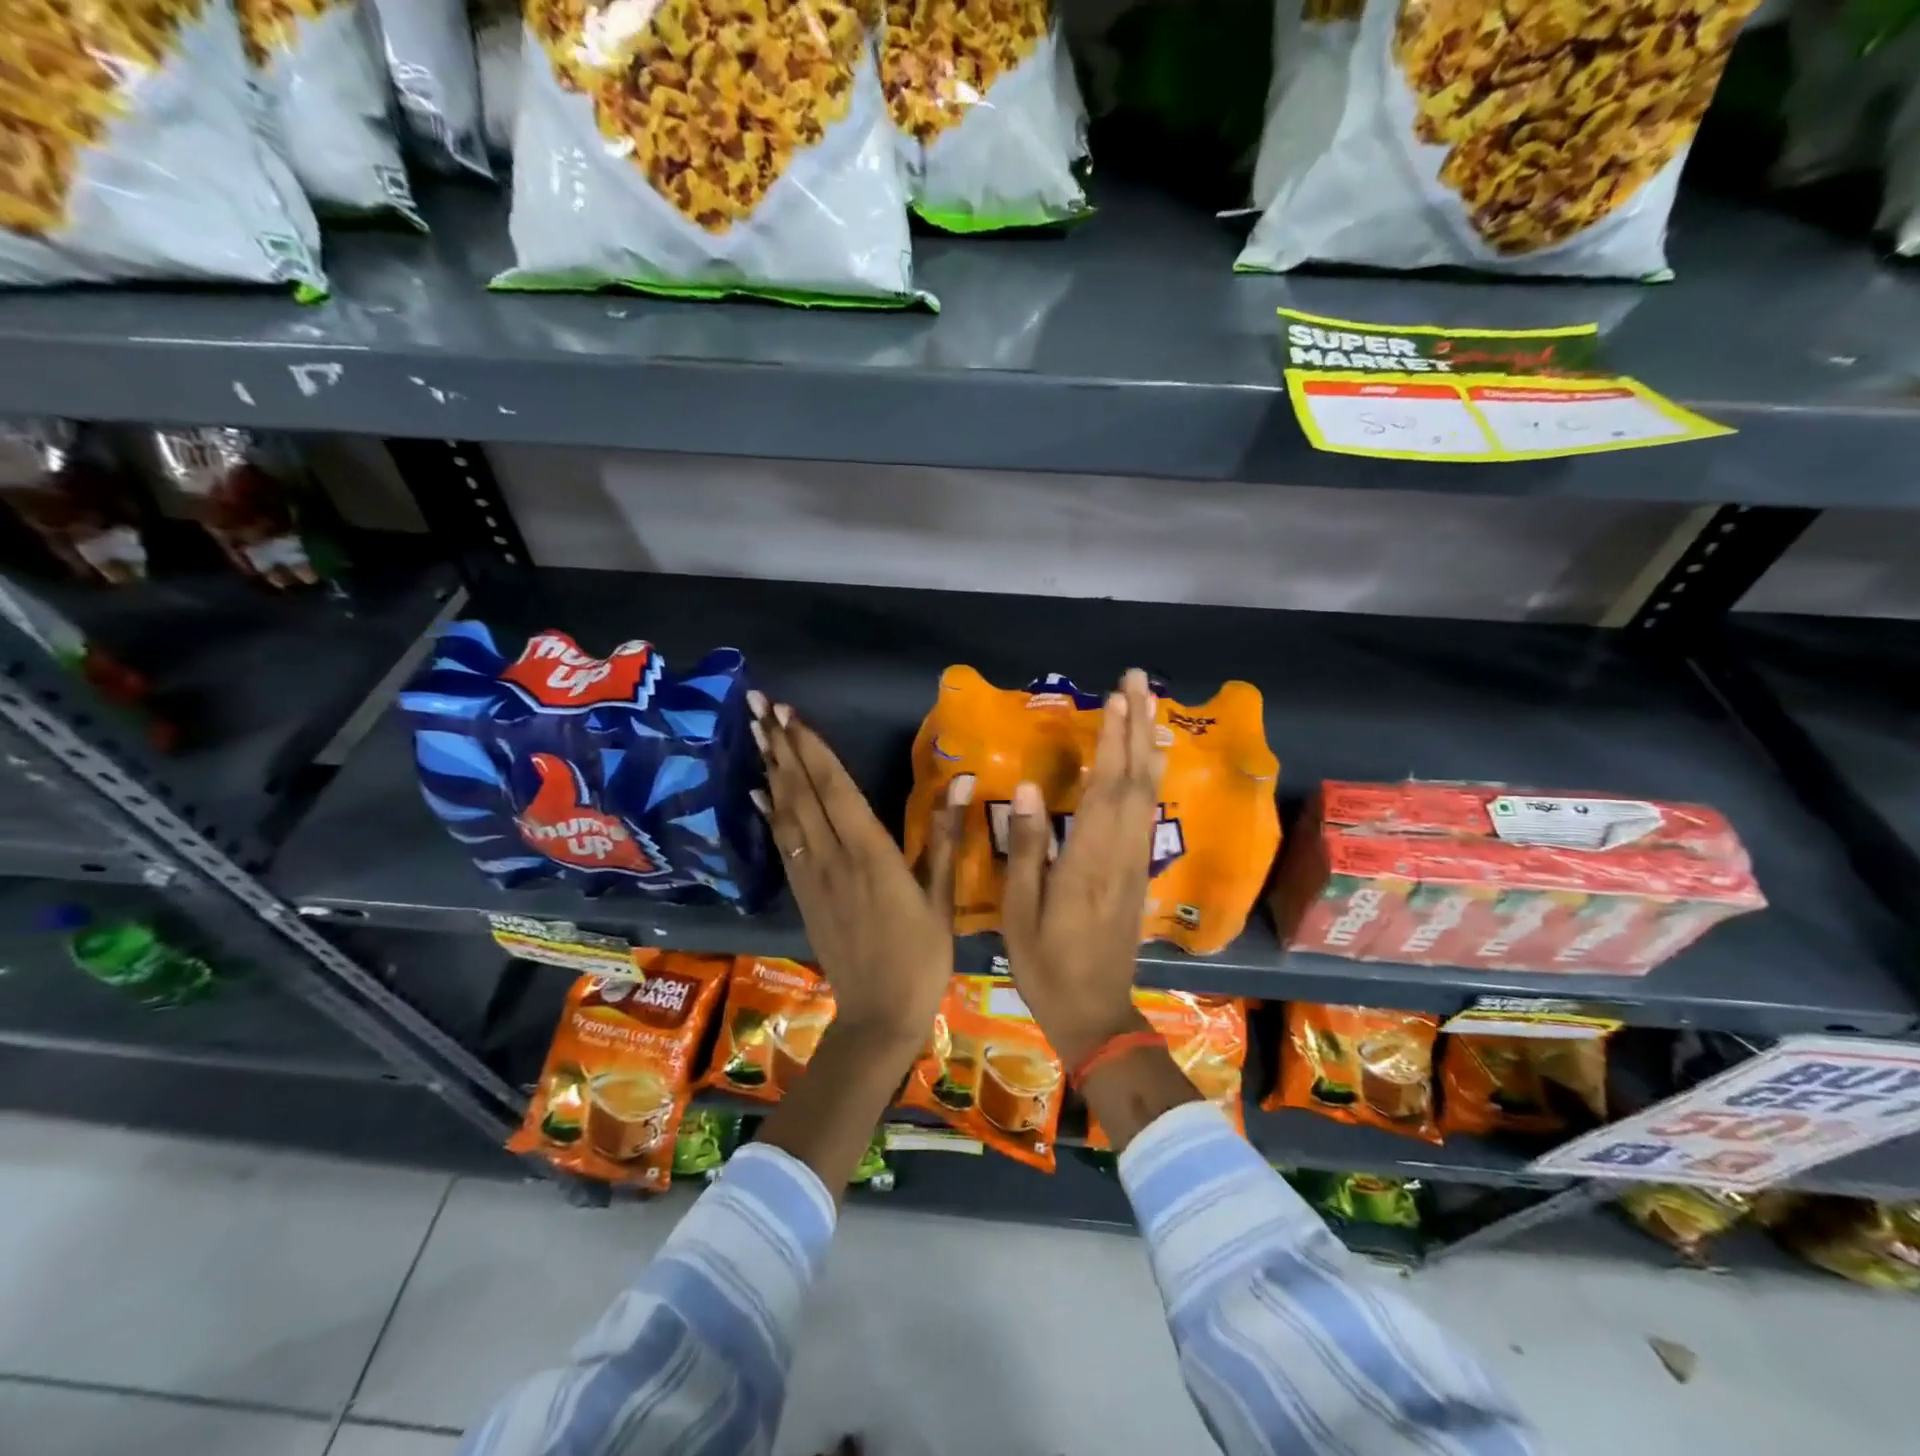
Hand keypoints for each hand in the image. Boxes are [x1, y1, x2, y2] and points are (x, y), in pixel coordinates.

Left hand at [748, 692, 965, 1050]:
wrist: (879, 1016)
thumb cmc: (921, 956)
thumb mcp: (942, 896)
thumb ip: (945, 835)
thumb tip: (963, 780)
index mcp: (871, 853)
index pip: (835, 788)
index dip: (812, 749)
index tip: (791, 714)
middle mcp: (833, 857)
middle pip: (802, 792)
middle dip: (781, 746)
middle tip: (760, 706)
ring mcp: (813, 877)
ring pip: (787, 814)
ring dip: (771, 770)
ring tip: (756, 733)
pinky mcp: (803, 895)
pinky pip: (782, 845)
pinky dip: (769, 814)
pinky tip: (758, 793)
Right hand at [1001, 668, 1163, 1067]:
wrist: (1095, 1013)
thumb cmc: (1046, 964)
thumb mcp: (1021, 910)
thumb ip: (1029, 847)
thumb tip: (1031, 789)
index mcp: (1090, 859)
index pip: (1108, 786)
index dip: (1113, 739)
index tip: (1115, 697)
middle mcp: (1121, 851)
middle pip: (1136, 779)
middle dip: (1138, 726)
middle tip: (1136, 681)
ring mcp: (1135, 862)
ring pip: (1148, 793)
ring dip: (1147, 746)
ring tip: (1146, 708)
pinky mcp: (1138, 872)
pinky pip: (1147, 813)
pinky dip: (1148, 778)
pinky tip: (1146, 763)